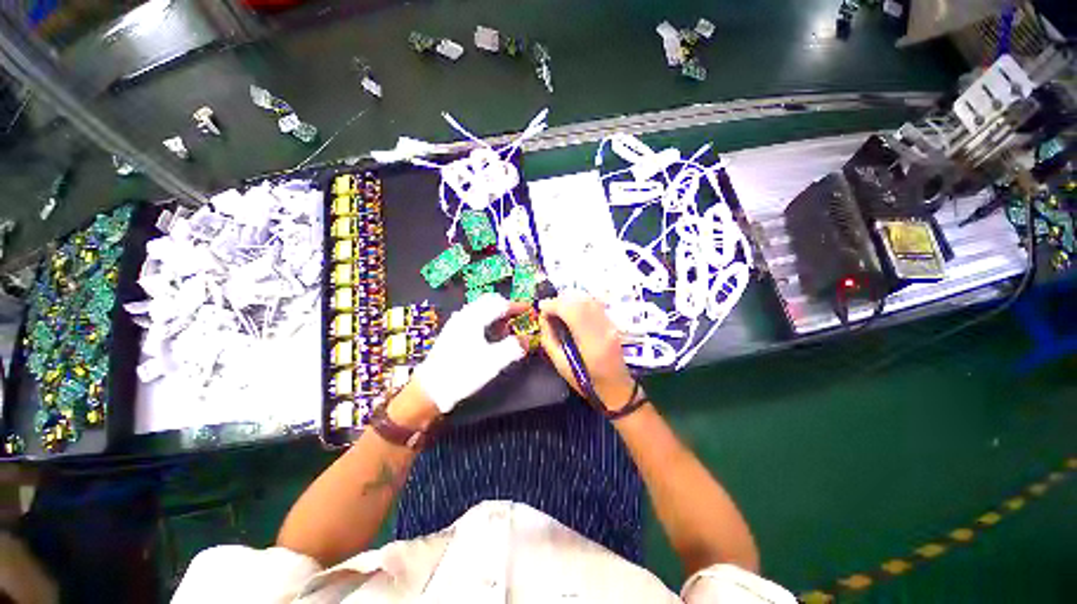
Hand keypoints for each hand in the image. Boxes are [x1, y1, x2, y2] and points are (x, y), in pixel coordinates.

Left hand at [412, 293, 527, 413]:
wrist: (431, 389)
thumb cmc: (462, 372)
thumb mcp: (494, 361)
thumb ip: (514, 347)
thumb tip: (527, 340)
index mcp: (474, 318)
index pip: (500, 304)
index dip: (517, 306)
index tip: (530, 310)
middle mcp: (464, 316)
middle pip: (489, 302)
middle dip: (506, 308)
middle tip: (518, 318)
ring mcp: (456, 323)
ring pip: (481, 310)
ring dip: (496, 315)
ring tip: (506, 331)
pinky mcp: (453, 333)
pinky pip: (474, 318)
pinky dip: (487, 322)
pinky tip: (490, 337)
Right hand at [537, 294, 638, 412]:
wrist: (615, 387)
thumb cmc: (585, 381)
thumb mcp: (560, 364)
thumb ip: (549, 338)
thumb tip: (543, 317)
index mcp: (591, 342)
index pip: (571, 310)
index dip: (553, 304)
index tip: (541, 307)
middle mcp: (604, 328)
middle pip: (581, 301)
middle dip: (560, 300)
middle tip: (549, 308)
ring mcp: (610, 324)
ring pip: (588, 299)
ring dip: (570, 299)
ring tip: (558, 309)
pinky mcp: (612, 322)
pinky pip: (594, 303)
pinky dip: (579, 302)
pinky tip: (571, 310)